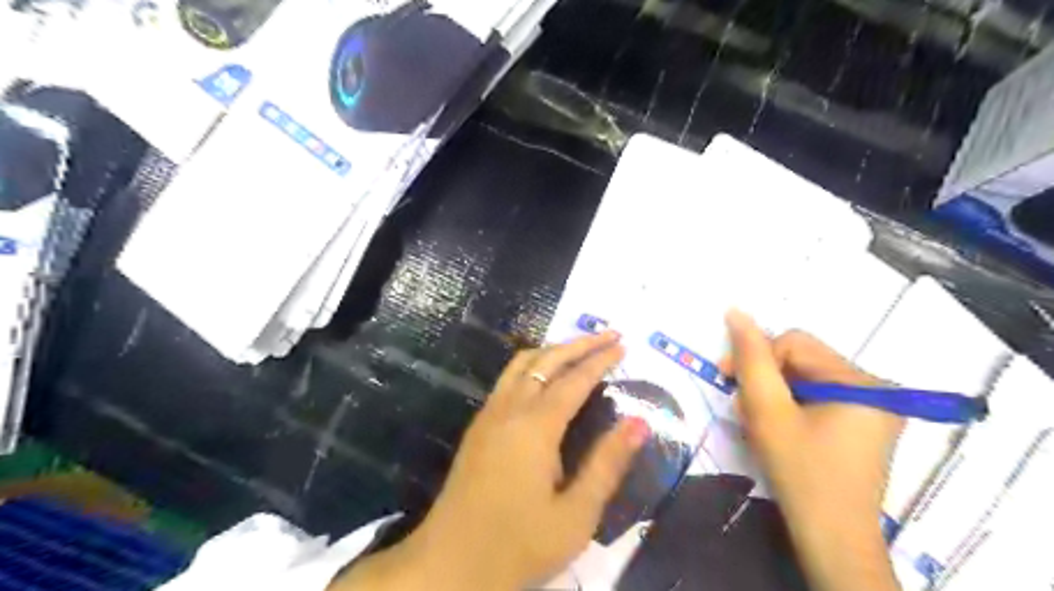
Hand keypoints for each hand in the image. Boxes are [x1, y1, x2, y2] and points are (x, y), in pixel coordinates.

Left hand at [335, 334, 652, 590]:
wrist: (448, 564)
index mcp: (535, 427)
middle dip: (580, 344)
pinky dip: (532, 364)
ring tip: (580, 347)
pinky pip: (508, 378)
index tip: (623, 344)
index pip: (575, 380)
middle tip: (609, 334)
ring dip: (553, 349)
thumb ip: (607, 464)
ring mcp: (489, 415)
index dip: (601, 359)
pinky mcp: (478, 426)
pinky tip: (544, 375)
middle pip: (547, 361)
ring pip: (522, 363)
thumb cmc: (517, 545)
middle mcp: (510, 409)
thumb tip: (639, 422)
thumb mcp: (575, 515)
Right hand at [721, 310, 901, 590]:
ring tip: (758, 422)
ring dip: (774, 393)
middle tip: (742, 407)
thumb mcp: (767, 412)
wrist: (832, 539)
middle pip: (802, 360)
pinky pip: (817, 397)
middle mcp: (876, 387)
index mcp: (861, 382)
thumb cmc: (800, 473)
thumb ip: (751, 359)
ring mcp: (873, 407)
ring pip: (806, 378)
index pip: (795, 343)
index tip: (726, 380)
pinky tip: (778, 428)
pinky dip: (790, 406)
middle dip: (765, 379)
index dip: (757, 357)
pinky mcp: (863, 423)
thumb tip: (736, 311)